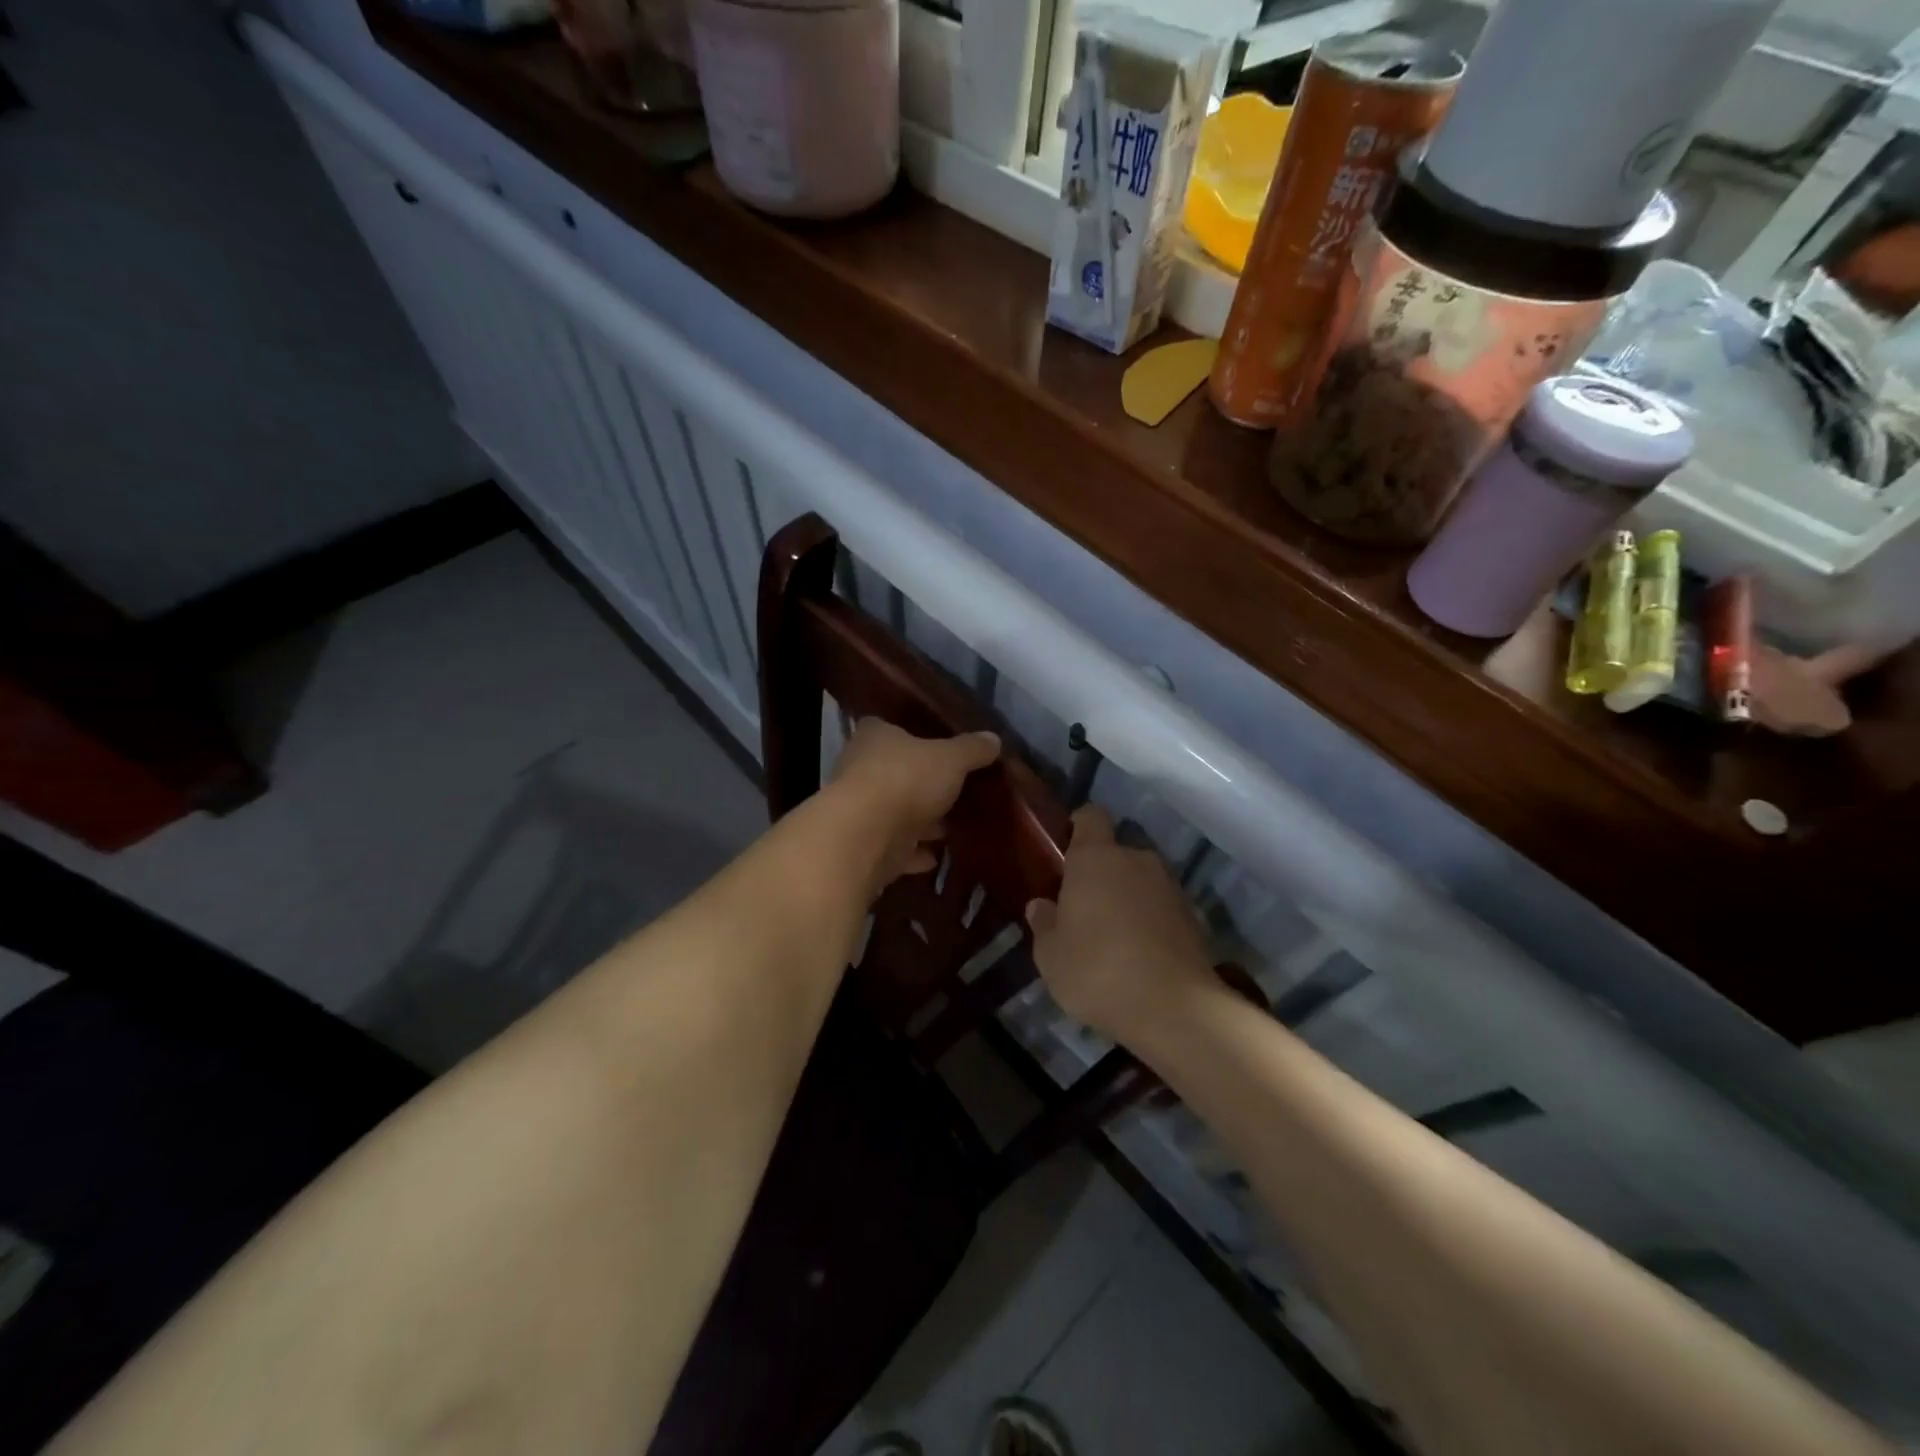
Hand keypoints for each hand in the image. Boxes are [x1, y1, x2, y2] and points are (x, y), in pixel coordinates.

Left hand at [827, 720, 1000, 892]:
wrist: (865, 837)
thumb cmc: (906, 780)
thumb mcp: (951, 759)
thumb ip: (972, 750)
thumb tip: (993, 739)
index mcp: (874, 738)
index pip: (888, 728)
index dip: (912, 735)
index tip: (937, 746)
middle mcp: (859, 769)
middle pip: (894, 772)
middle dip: (922, 784)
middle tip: (954, 791)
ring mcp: (858, 811)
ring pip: (894, 813)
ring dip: (919, 822)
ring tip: (952, 827)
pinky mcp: (863, 847)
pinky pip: (893, 848)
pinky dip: (912, 853)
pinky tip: (935, 857)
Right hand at [1025, 806, 1215, 1040]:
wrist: (1174, 1008)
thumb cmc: (1097, 970)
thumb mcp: (1051, 955)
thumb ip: (1044, 924)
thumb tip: (1041, 905)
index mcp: (1096, 858)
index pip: (1091, 817)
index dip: (1079, 826)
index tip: (1067, 847)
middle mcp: (1136, 860)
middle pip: (1116, 852)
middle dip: (1102, 873)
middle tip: (1084, 907)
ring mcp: (1170, 887)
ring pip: (1141, 881)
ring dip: (1128, 898)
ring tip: (1114, 937)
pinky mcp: (1194, 916)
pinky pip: (1162, 908)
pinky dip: (1151, 922)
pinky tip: (1141, 956)